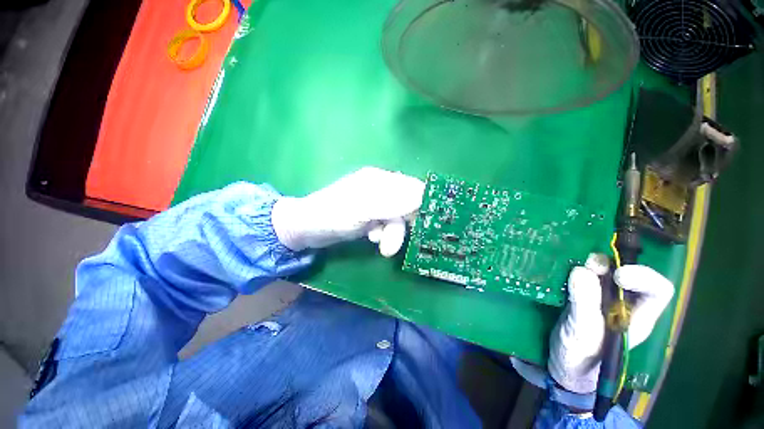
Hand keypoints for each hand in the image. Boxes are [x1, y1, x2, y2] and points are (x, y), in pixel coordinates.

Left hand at [272, 167, 424, 256]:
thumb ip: (392, 202)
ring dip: (391, 232)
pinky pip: (387, 224)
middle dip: (401, 225)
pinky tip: (372, 236)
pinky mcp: (372, 216)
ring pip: (397, 218)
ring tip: (378, 242)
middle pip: (406, 205)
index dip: (422, 203)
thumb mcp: (363, 208)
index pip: (412, 187)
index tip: (424, 223)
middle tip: (391, 245)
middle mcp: (381, 188)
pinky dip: (384, 233)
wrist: (308, 229)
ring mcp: (376, 203)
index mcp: (380, 179)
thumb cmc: (333, 215)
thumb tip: (422, 196)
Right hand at [547, 260, 674, 393]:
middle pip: (627, 273)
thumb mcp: (584, 333)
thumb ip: (585, 303)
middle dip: (609, 266)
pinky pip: (582, 274)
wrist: (562, 362)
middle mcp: (623, 303)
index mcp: (637, 317)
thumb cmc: (580, 356)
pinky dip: (575, 269)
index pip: (657, 290)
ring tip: (571, 270)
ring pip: (603, 271)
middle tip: (588, 266)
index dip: (643, 277)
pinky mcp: (581, 294)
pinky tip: (564, 273)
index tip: (617, 276)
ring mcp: (600, 297)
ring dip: (589, 265)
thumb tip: (582, 271)